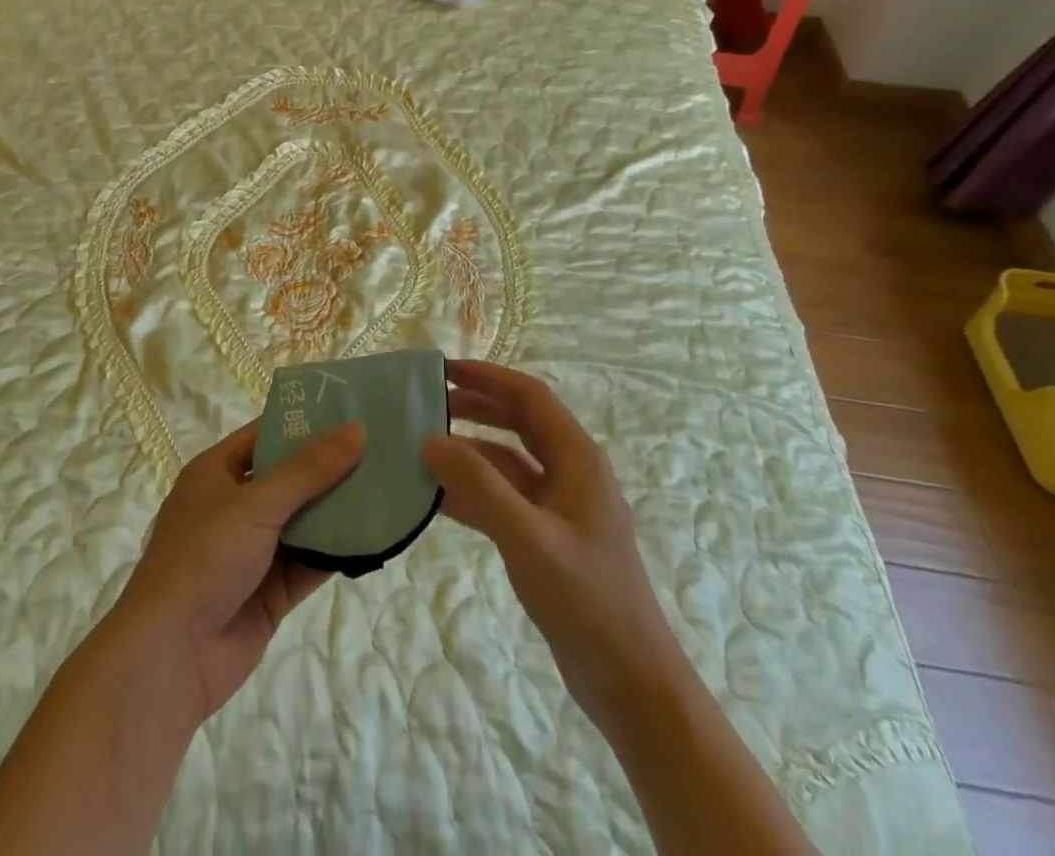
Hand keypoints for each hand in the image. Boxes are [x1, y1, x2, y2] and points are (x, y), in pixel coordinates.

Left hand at [112, 418, 364, 720]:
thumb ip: (309, 469)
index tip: (351, 408)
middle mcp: (234, 506)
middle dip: (331, 465)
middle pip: (290, 476)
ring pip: (304, 520)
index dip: (305, 420)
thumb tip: (356, 429)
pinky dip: (338, 551)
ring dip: (339, 508)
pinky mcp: (270, 591)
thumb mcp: (257, 504)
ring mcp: (253, 550)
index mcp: (217, 472)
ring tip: (388, 484)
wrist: (170, 658)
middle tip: (381, 445)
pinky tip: (375, 536)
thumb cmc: (204, 559)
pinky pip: (310, 561)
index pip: (266, 434)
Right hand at [422, 359, 675, 728]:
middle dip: (476, 406)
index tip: (443, 371)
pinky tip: (439, 497)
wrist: (630, 682)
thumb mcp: (528, 537)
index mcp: (578, 458)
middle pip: (519, 422)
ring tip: (424, 447)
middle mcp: (571, 472)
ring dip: (470, 451)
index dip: (487, 377)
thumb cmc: (586, 599)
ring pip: (509, 461)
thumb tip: (430, 440)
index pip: (529, 397)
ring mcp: (561, 506)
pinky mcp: (549, 536)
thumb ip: (478, 486)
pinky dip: (475, 490)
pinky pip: (506, 497)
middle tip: (428, 403)